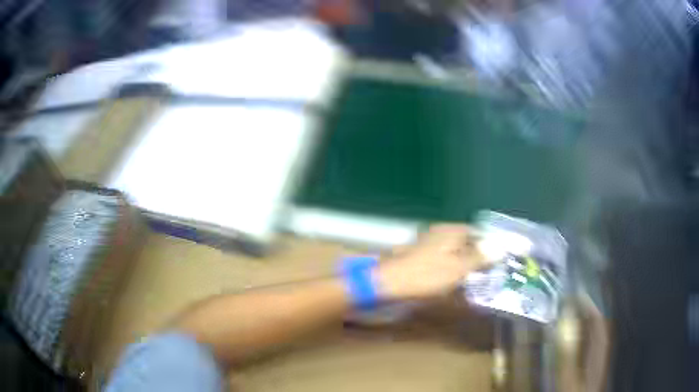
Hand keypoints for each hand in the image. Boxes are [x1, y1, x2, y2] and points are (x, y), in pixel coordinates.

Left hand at [375, 224, 486, 300]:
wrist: (388, 284)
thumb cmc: (426, 275)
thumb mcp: (458, 268)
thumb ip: (479, 257)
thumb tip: (499, 247)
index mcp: (451, 231)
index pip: (476, 232)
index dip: (488, 244)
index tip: (497, 259)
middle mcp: (439, 233)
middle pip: (465, 242)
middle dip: (476, 255)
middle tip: (488, 271)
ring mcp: (427, 244)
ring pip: (453, 251)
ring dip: (463, 263)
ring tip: (474, 277)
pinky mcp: (419, 257)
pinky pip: (441, 260)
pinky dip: (450, 268)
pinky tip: (453, 280)